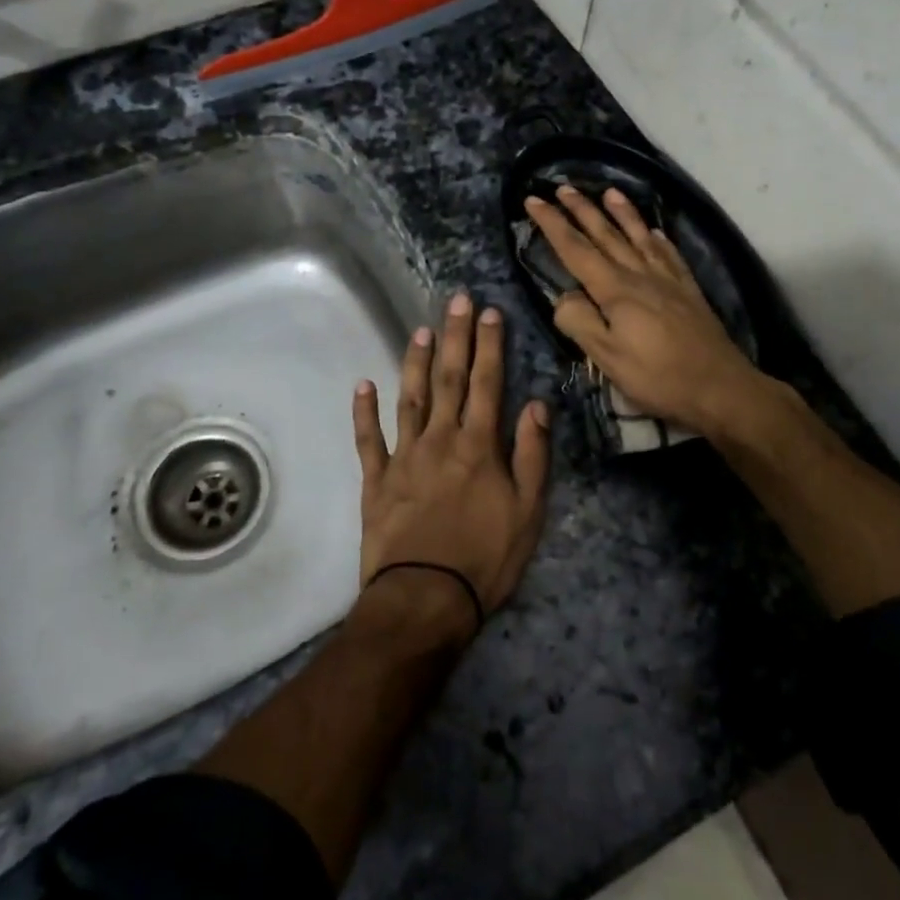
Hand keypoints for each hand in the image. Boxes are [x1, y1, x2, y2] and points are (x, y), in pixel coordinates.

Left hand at [353, 292, 550, 632]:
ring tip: (420, 331)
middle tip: (455, 300)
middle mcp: (441, 439)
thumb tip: (537, 405)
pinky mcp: (377, 480)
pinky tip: (362, 385)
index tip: (489, 312)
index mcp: (479, 446)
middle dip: (455, 337)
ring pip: (410, 399)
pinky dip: (364, 412)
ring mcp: (404, 457)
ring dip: (414, 362)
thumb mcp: (528, 512)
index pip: (488, 384)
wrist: (424, 599)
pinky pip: (368, 440)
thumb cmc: (485, 559)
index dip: (489, 346)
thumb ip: (532, 455)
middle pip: (449, 379)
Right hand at [524, 186, 765, 437]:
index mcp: (615, 290)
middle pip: (606, 235)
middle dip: (582, 210)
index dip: (552, 224)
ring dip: (622, 213)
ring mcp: (667, 280)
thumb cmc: (658, 377)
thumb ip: (580, 322)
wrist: (720, 386)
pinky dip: (658, 239)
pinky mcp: (688, 291)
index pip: (575, 249)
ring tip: (609, 192)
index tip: (533, 200)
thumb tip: (563, 296)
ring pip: (639, 237)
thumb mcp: (607, 358)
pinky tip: (655, 232)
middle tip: (563, 187)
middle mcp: (640, 275)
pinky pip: (669, 255)